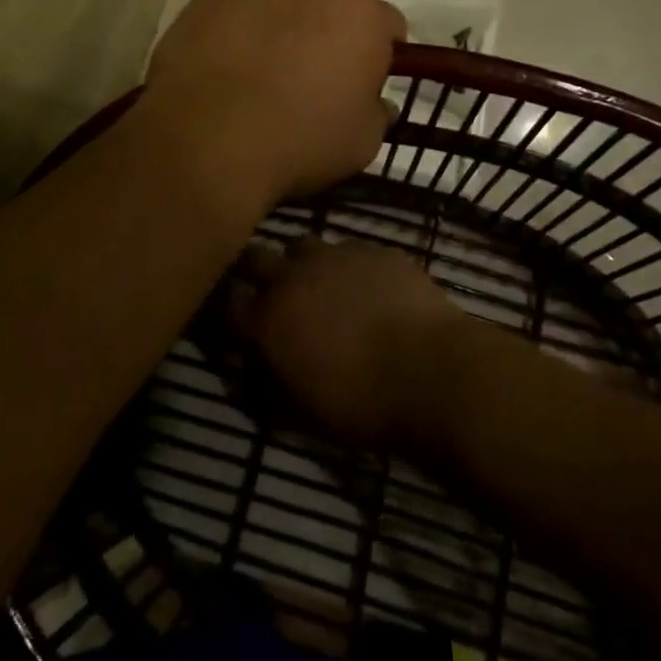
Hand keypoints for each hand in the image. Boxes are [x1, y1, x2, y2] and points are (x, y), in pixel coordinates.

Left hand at [142, 0, 404, 212]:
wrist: (207, 136)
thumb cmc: (299, 139)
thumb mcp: (362, 142)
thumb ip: (376, 112)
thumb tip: (373, 101)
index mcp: (362, 14)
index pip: (387, 26)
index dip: (379, 55)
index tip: (362, 85)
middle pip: (333, 5)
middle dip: (329, 34)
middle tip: (310, 79)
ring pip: (284, 1)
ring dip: (284, 26)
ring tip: (261, 72)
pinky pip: (240, 8)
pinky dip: (241, 29)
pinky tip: (226, 66)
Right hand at [232, 240, 468, 450]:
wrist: (432, 370)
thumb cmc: (361, 404)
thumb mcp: (302, 414)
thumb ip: (268, 387)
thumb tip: (249, 375)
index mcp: (269, 317)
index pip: (229, 303)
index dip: (229, 311)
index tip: (237, 321)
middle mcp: (294, 275)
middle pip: (256, 257)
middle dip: (256, 272)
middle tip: (271, 293)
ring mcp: (336, 254)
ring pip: (304, 246)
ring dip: (303, 264)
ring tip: (321, 287)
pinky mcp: (375, 248)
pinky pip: (350, 249)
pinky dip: (348, 265)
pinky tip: (367, 287)